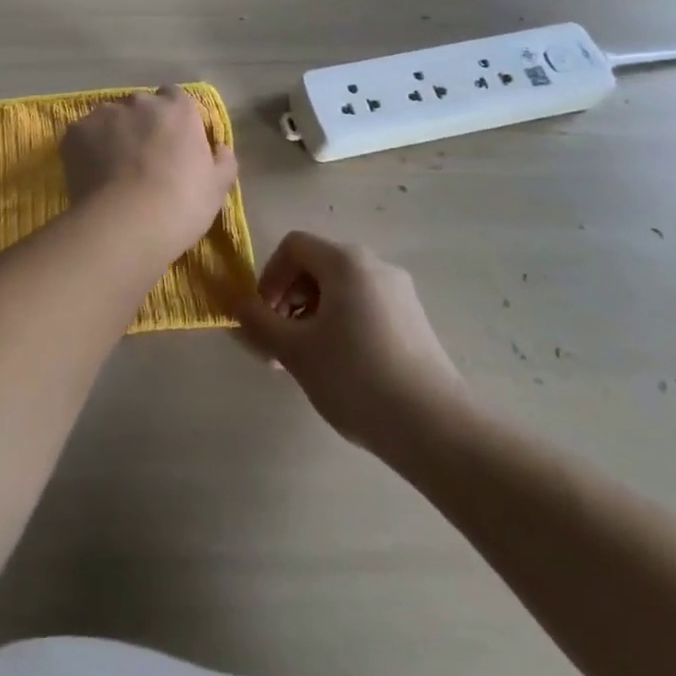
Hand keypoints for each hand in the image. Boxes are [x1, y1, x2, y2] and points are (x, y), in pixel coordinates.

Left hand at [60, 88, 237, 256]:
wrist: (127, 223)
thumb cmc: (181, 204)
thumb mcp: (218, 187)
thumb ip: (223, 160)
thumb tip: (220, 147)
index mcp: (177, 109)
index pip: (175, 98)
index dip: (173, 119)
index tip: (173, 143)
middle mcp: (140, 102)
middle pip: (140, 107)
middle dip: (141, 125)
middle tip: (143, 160)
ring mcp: (104, 114)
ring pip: (109, 119)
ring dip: (113, 135)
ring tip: (113, 170)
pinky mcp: (75, 132)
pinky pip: (83, 135)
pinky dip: (86, 149)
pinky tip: (91, 175)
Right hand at [237, 232, 470, 466]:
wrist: (436, 428)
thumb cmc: (355, 377)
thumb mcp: (294, 351)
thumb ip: (259, 323)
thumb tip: (238, 306)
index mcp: (345, 261)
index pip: (293, 246)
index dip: (270, 276)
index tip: (266, 317)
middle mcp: (375, 265)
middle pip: (317, 266)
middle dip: (290, 299)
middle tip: (281, 343)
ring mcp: (400, 293)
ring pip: (342, 289)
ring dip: (314, 315)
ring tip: (309, 361)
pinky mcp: (416, 321)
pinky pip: (366, 307)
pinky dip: (343, 325)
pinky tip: (343, 369)